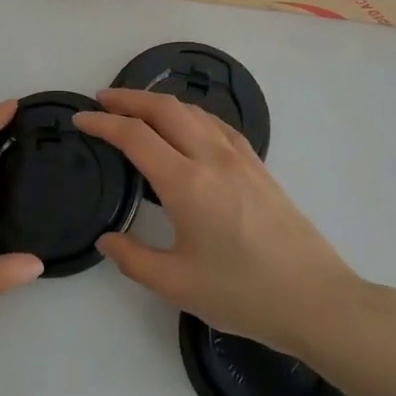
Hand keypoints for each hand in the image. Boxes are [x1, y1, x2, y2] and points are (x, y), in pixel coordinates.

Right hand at [75, 89, 364, 358]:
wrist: (314, 297)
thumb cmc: (242, 293)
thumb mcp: (177, 284)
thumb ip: (133, 258)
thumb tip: (106, 239)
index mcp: (186, 183)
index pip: (135, 136)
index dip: (103, 123)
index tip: (80, 118)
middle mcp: (212, 158)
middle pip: (165, 109)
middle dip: (129, 98)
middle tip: (102, 100)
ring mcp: (240, 158)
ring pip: (194, 112)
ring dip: (160, 103)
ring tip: (138, 110)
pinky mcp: (259, 166)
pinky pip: (217, 125)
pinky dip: (191, 115)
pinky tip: (188, 128)